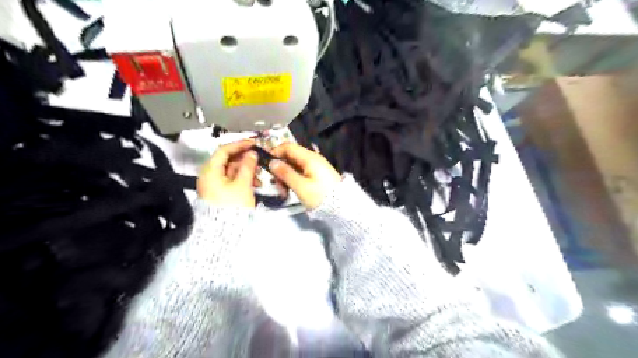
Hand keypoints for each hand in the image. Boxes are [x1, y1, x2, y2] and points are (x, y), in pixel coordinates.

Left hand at [198, 139, 258, 206]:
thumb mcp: (243, 184)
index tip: (253, 143)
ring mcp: (214, 184)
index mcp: (211, 170)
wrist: (224, 230)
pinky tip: (255, 184)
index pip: (224, 150)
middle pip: (228, 160)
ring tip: (259, 176)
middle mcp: (209, 175)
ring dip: (246, 171)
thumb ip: (248, 166)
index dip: (239, 145)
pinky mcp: (219, 192)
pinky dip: (243, 179)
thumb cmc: (232, 205)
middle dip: (245, 160)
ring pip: (231, 170)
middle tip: (259, 160)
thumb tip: (252, 153)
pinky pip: (231, 180)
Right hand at [267, 143, 341, 208]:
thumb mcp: (300, 186)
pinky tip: (291, 191)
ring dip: (286, 176)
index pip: (288, 147)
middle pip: (290, 157)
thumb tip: (272, 162)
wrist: (342, 206)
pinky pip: (301, 172)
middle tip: (277, 185)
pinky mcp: (317, 174)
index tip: (265, 165)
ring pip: (294, 166)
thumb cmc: (320, 196)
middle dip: (280, 169)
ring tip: (284, 192)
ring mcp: (315, 166)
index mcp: (309, 158)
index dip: (275, 152)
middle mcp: (312, 158)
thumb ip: (285, 173)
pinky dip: (293, 179)